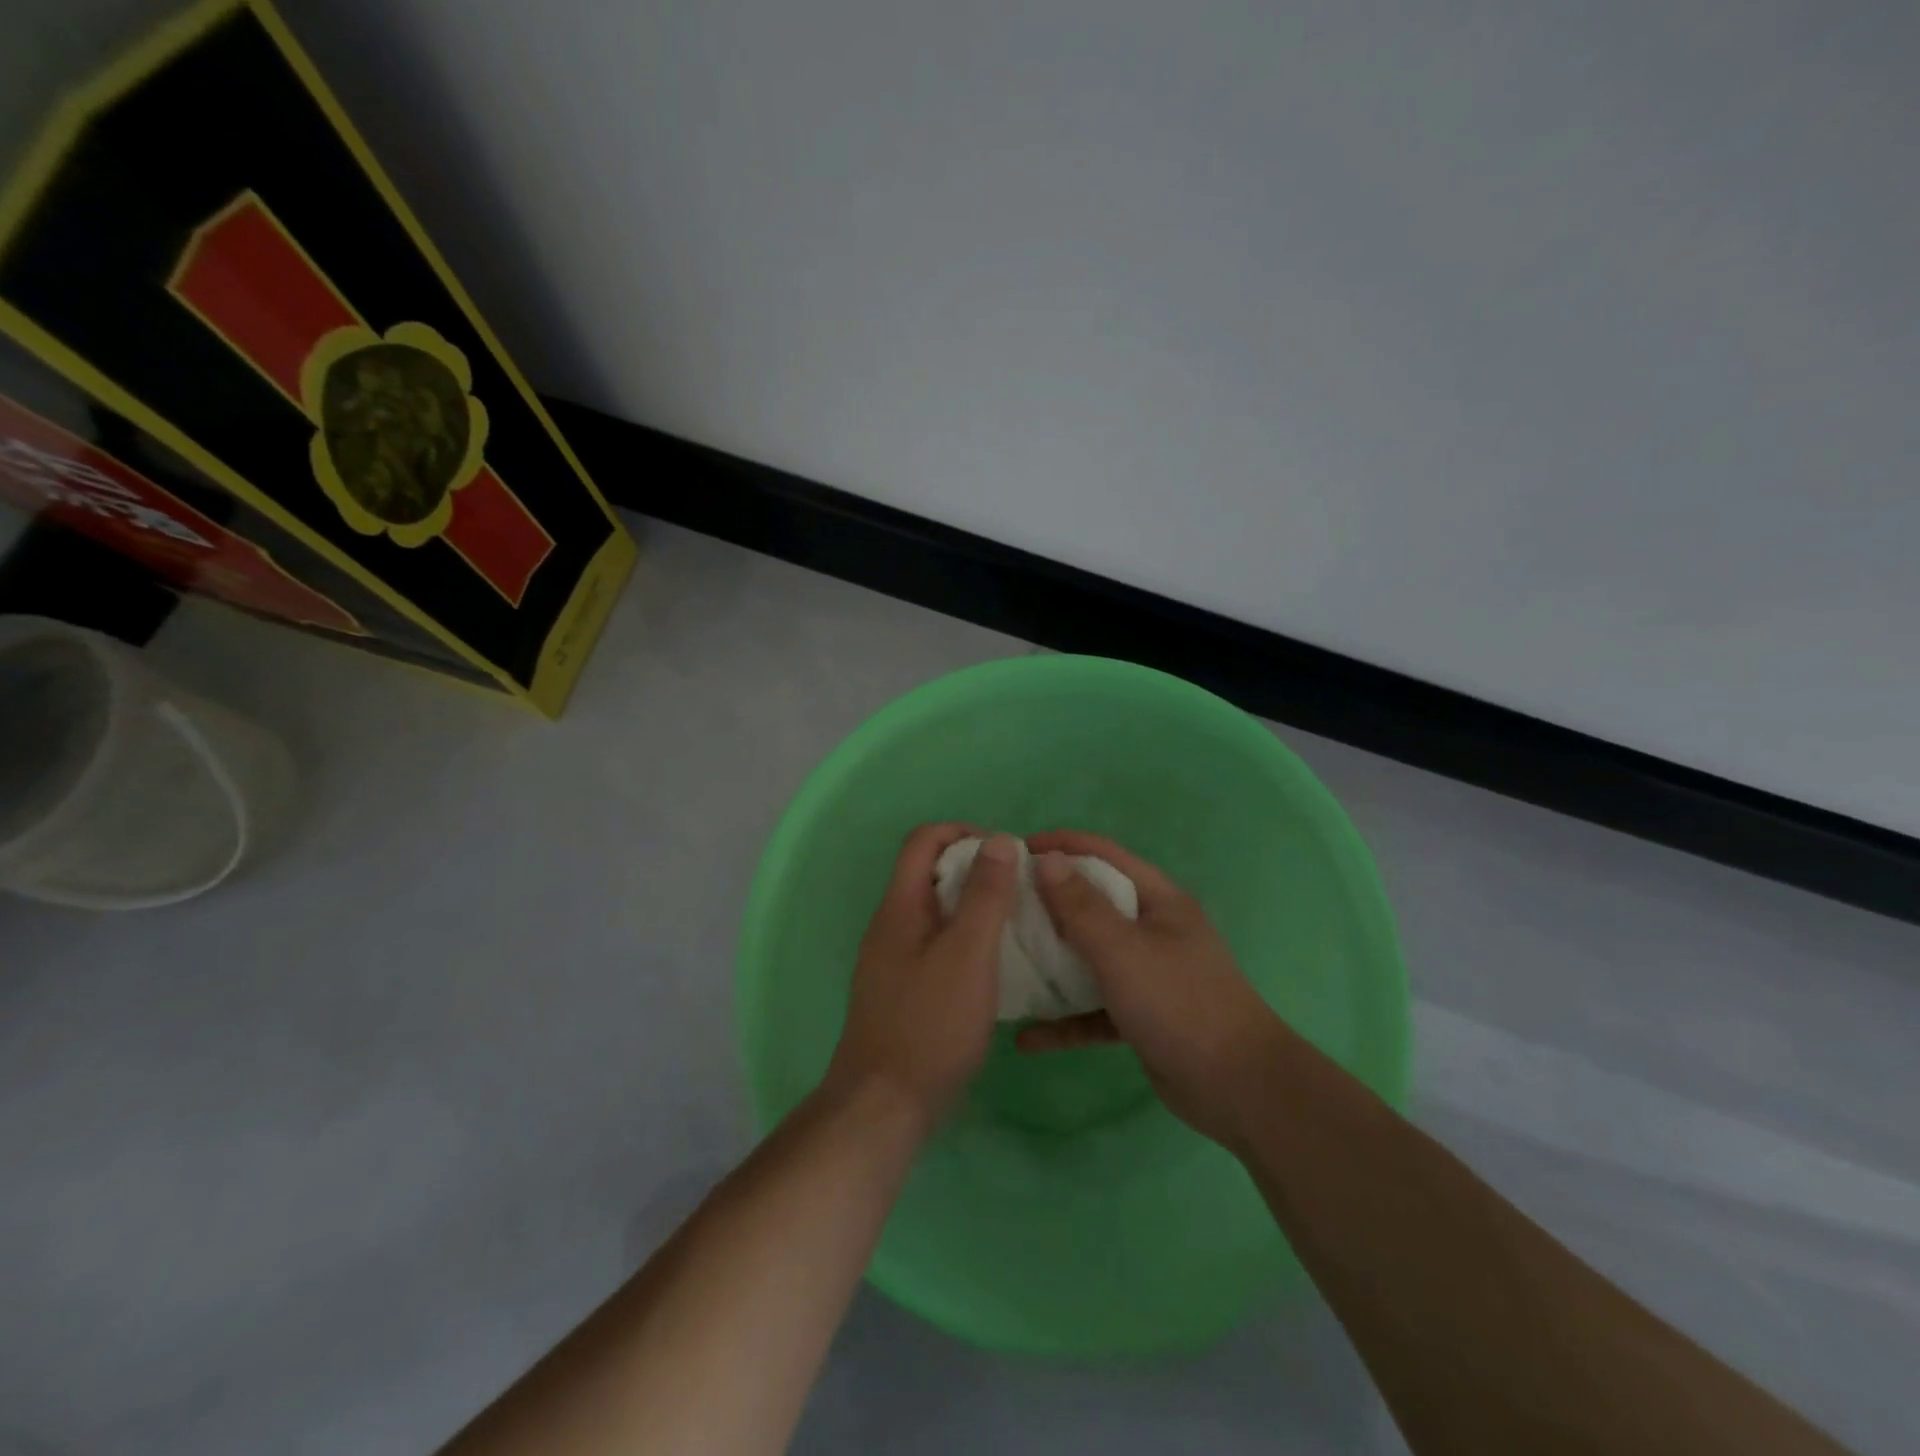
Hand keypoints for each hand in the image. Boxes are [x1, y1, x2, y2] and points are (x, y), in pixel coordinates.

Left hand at [827, 824, 1020, 1132]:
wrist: (883, 1105)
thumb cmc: (930, 1025)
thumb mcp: (968, 955)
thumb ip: (985, 896)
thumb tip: (999, 840)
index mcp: (900, 906)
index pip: (923, 840)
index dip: (964, 833)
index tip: (1005, 855)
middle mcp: (890, 925)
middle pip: (929, 872)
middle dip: (974, 869)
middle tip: (1018, 890)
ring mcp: (892, 959)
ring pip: (935, 911)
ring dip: (972, 906)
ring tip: (1014, 924)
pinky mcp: (901, 989)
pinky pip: (935, 944)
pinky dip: (964, 939)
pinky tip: (993, 966)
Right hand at [1019, 830, 1288, 1148]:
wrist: (1238, 1087)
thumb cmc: (1179, 1003)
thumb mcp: (1123, 950)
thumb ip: (1081, 906)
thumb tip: (1046, 859)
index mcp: (1158, 901)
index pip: (1104, 855)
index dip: (1062, 845)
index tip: (1016, 850)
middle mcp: (1152, 930)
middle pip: (1092, 904)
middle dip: (1047, 903)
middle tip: (1000, 906)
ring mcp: (1147, 974)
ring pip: (1089, 957)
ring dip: (1051, 963)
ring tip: (1005, 961)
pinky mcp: (1140, 1016)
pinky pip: (1093, 1009)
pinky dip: (1064, 1021)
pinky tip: (1027, 1038)